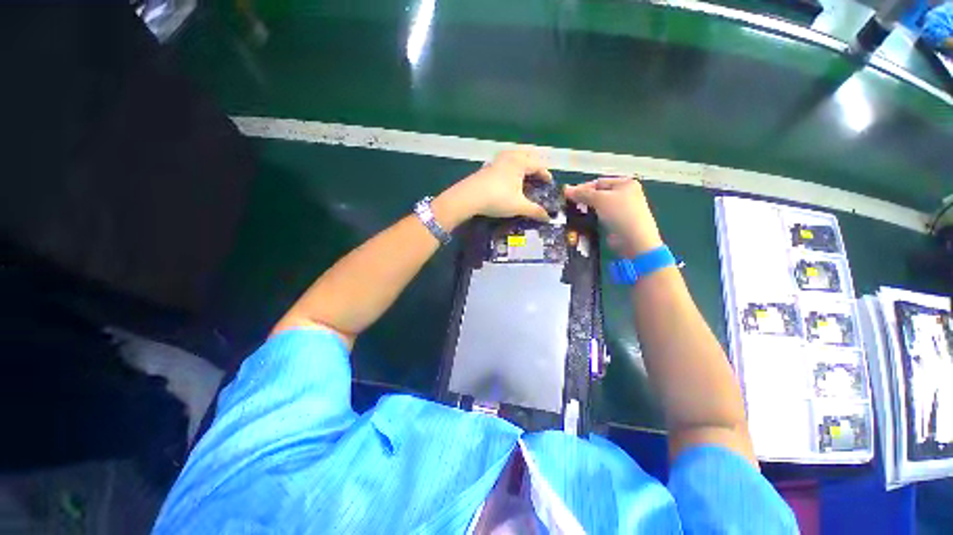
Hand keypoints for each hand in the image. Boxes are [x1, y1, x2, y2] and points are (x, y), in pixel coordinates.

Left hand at [450, 149, 553, 221]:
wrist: (469, 197)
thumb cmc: (498, 198)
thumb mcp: (519, 206)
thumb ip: (535, 211)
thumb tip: (548, 218)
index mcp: (520, 162)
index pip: (538, 165)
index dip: (545, 174)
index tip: (549, 183)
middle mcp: (509, 157)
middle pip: (526, 156)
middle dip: (533, 166)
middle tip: (537, 177)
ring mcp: (495, 161)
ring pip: (513, 158)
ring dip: (520, 166)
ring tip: (523, 177)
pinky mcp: (486, 168)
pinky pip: (503, 164)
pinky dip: (509, 169)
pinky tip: (507, 180)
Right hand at [565, 177, 662, 256]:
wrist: (634, 240)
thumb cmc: (621, 214)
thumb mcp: (600, 199)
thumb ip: (583, 193)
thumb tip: (567, 190)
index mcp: (625, 183)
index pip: (598, 182)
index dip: (582, 188)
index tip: (567, 195)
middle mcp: (624, 195)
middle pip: (598, 194)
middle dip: (584, 199)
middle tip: (568, 204)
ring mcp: (620, 210)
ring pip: (597, 206)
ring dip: (586, 209)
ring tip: (572, 213)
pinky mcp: (615, 223)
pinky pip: (599, 217)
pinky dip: (590, 218)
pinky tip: (581, 221)